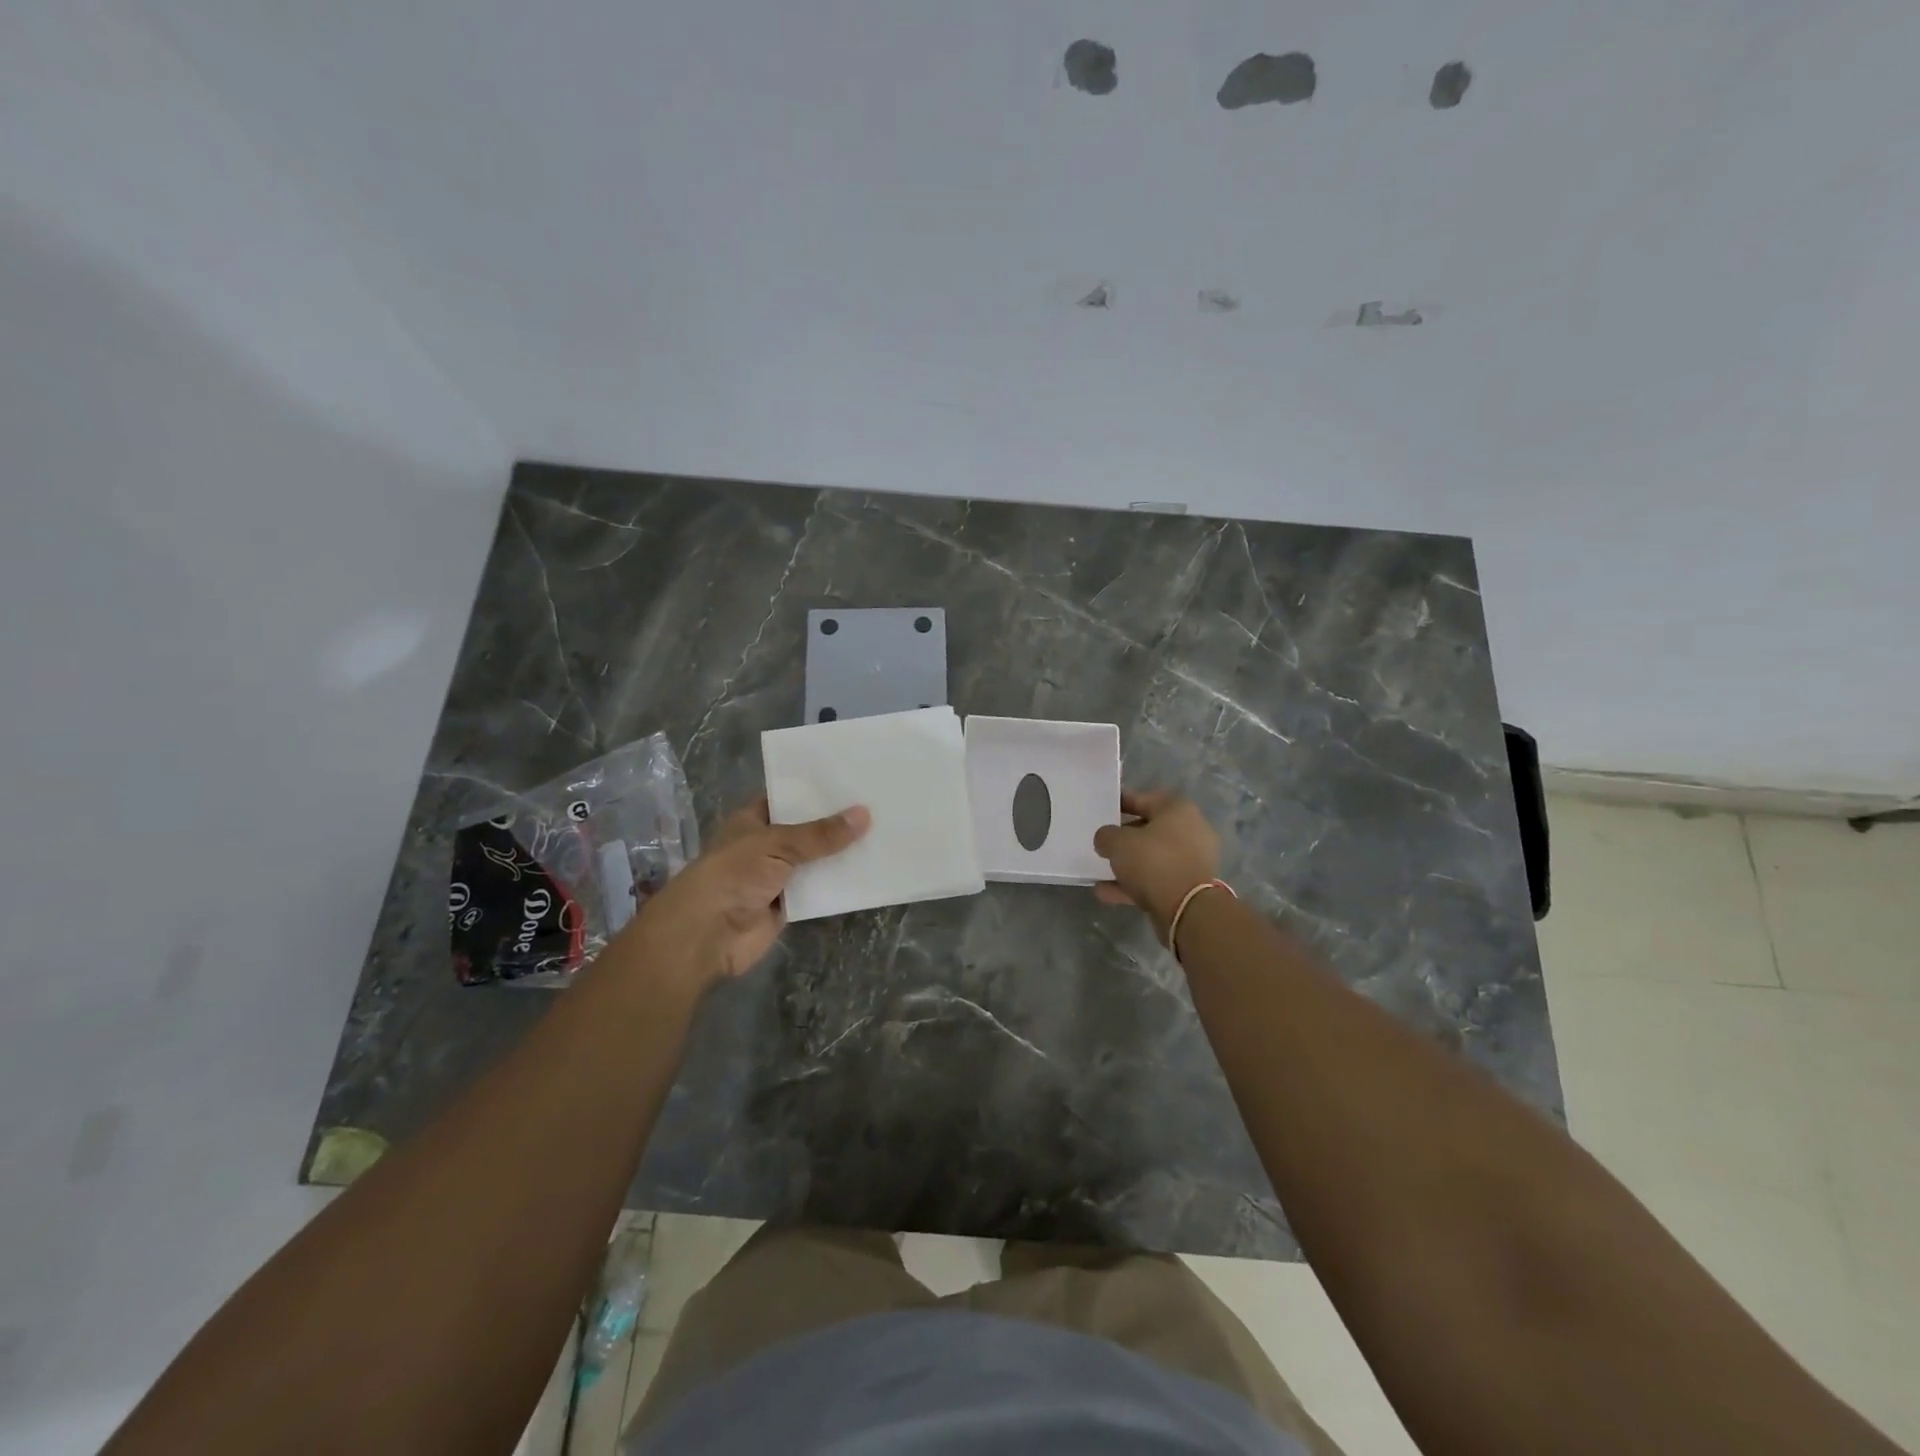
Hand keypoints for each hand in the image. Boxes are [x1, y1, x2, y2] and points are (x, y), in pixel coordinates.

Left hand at [621, 799, 869, 989]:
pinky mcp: (788, 905)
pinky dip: (839, 884)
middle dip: (836, 823)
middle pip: (807, 831)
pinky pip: (819, 890)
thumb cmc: (734, 874)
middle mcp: (765, 845)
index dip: (817, 791)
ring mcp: (777, 876)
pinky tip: (871, 871)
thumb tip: (864, 814)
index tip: (853, 781)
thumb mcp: (778, 844)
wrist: (707, 934)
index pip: (788, 798)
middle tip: (879, 804)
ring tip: (884, 833)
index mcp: (753, 820)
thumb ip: (821, 834)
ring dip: (841, 854)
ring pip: (816, 861)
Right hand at [1093, 790, 1220, 936]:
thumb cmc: (1154, 862)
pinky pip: (1156, 880)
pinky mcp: (1189, 887)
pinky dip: (1134, 885)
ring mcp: (1193, 861)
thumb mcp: (1118, 843)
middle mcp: (1191, 831)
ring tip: (1100, 871)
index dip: (1121, 802)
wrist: (1187, 909)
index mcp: (1178, 810)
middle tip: (1103, 842)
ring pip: (1153, 858)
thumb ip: (1106, 836)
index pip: (1144, 799)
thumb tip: (1106, 839)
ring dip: (1128, 865)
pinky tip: (1106, 892)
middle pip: (1150, 829)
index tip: (1103, 808)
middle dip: (1125, 837)